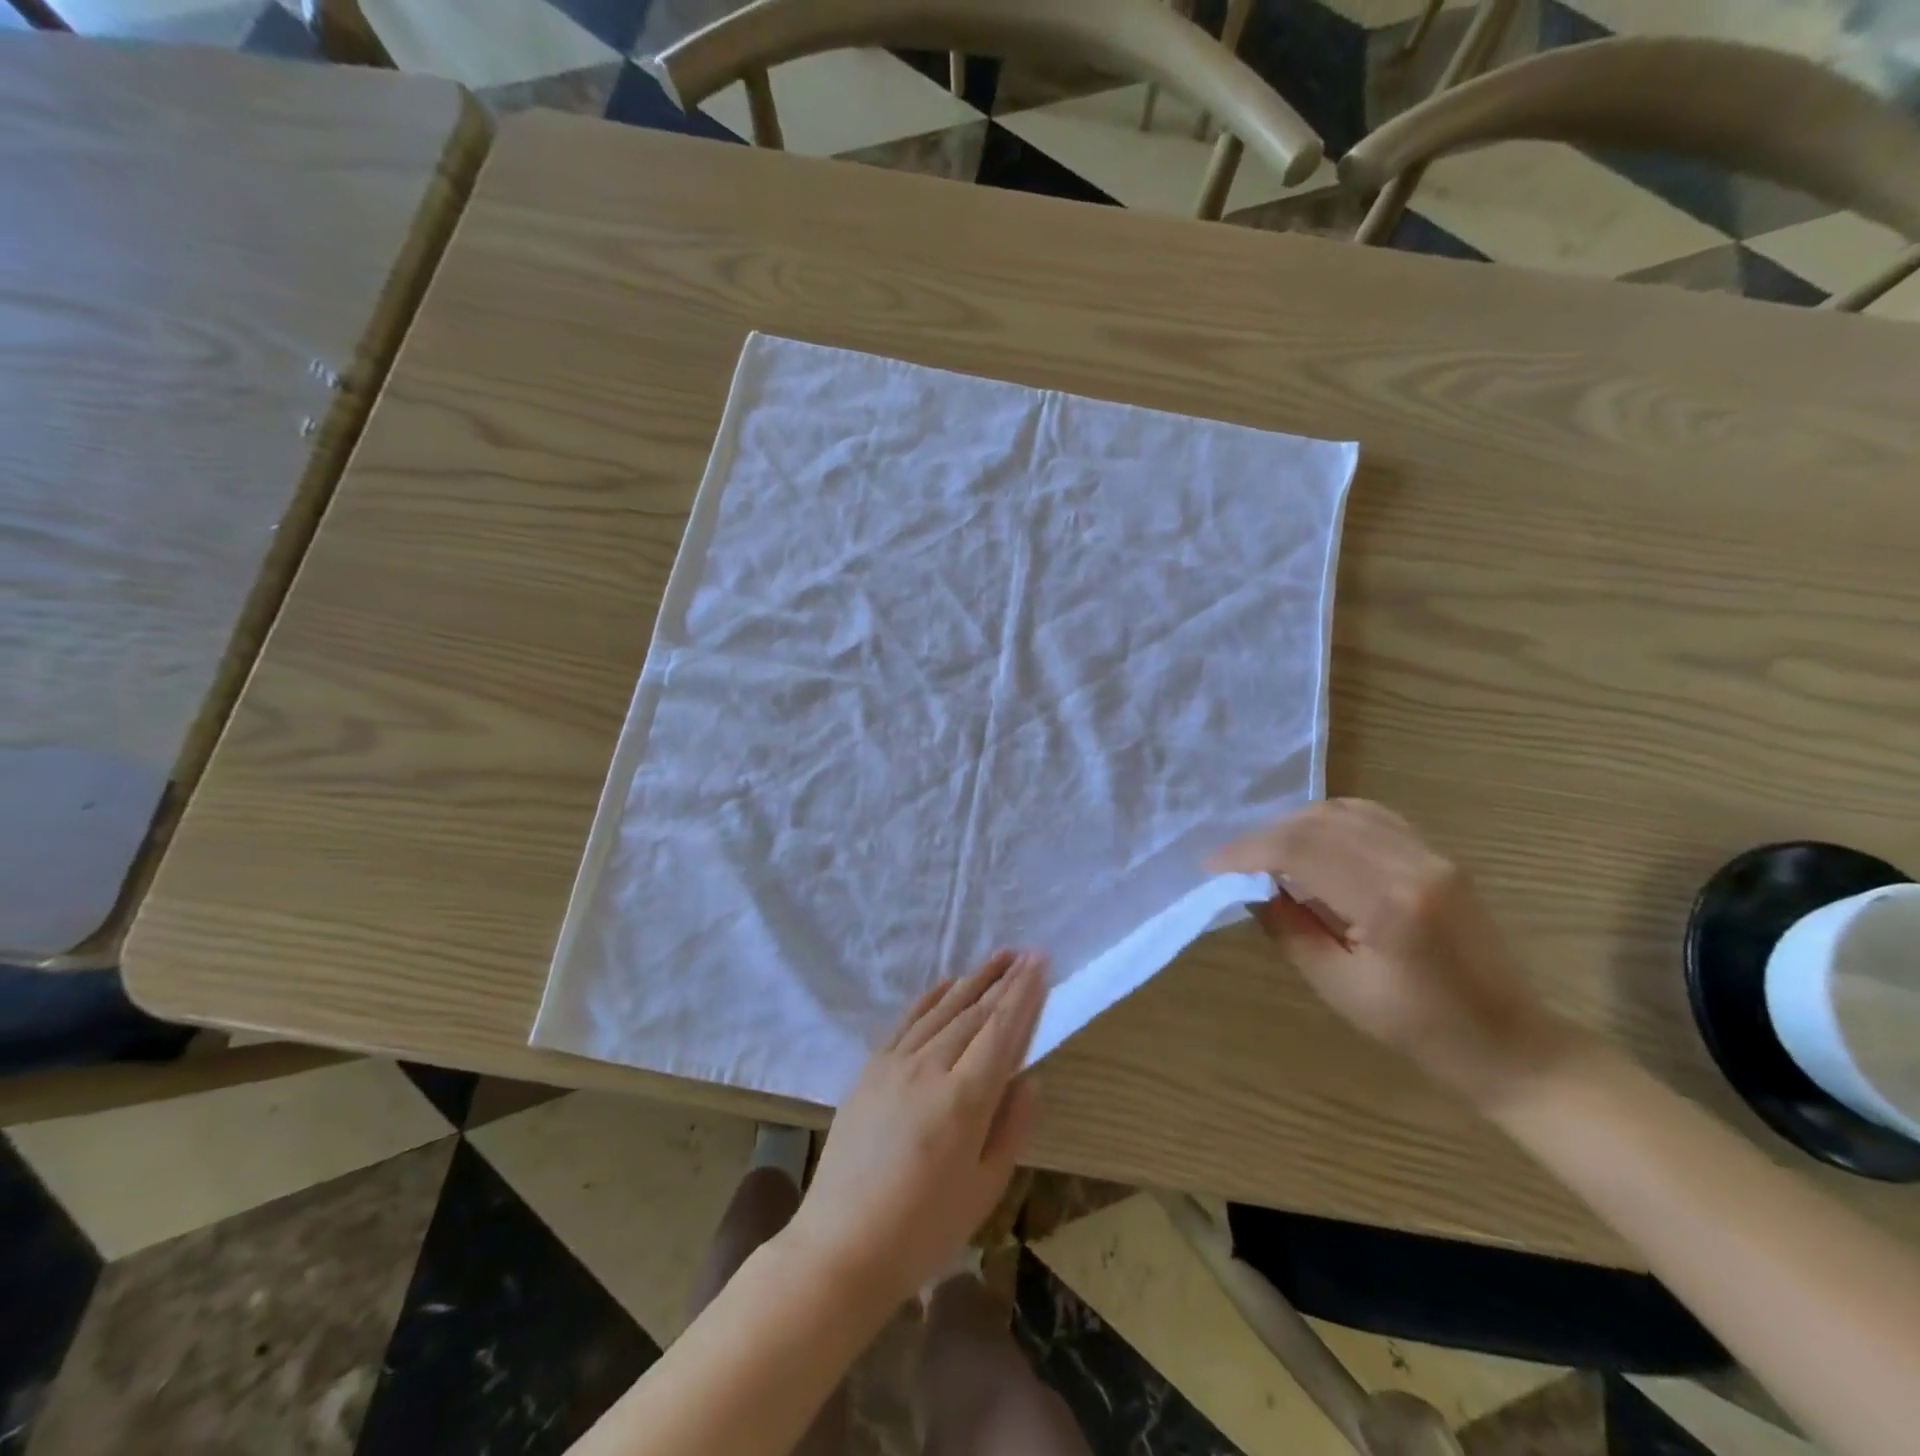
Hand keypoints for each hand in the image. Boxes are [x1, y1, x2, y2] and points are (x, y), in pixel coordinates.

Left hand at [787, 950, 1045, 1306]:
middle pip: (974, 1013)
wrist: (841, 1246)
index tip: (1039, 962)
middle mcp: (930, 1068)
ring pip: (943, 1010)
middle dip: (1004, 980)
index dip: (1023, 994)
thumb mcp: (984, 1189)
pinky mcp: (871, 1069)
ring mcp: (895, 1064)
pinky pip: (907, 1020)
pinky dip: (932, 997)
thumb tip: (1028, 1077)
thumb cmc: (923, 1231)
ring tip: (997, 957)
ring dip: (972, 980)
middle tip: (1026, 952)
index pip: (1001, 1031)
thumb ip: (1011, 1126)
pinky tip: (948, 984)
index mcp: (964, 1100)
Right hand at [1213, 799, 1573, 1107]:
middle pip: (1319, 823)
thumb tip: (1251, 887)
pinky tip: (1312, 841)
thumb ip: (1288, 928)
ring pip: (1344, 811)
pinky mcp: (1439, 855)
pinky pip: (1373, 817)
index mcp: (1389, 904)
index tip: (1211, 867)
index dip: (1247, 852)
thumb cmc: (1418, 1030)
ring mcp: (1432, 854)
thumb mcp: (1337, 986)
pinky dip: (1331, 820)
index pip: (1300, 850)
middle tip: (1231, 862)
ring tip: (1266, 852)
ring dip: (1295, 825)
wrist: (1508, 1043)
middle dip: (1264, 836)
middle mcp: (1413, 864)